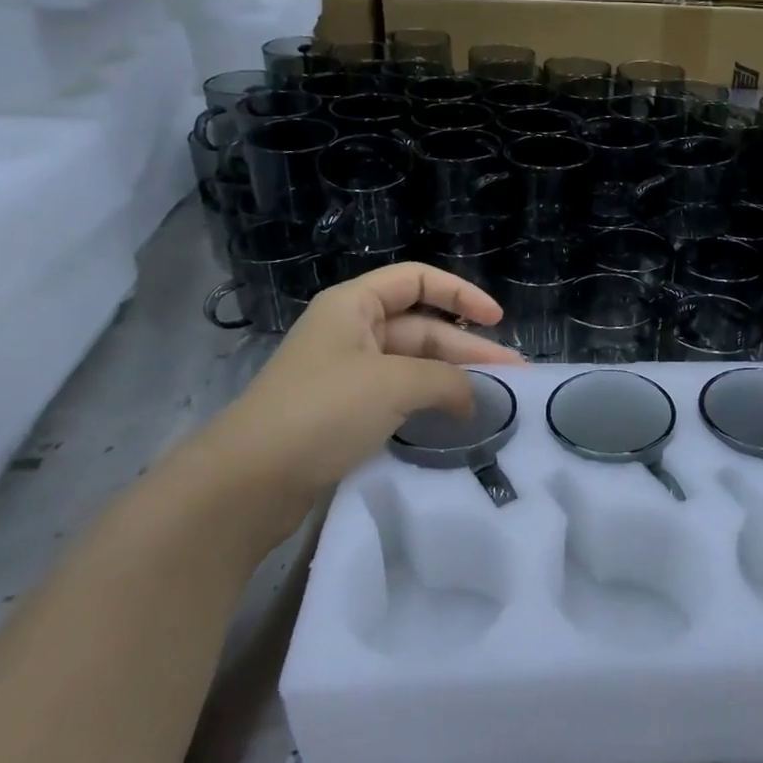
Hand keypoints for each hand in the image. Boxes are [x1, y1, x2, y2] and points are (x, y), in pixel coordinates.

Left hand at [178, 263, 521, 559]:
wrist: (249, 481)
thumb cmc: (322, 411)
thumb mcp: (394, 385)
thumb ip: (446, 381)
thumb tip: (473, 397)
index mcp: (354, 306)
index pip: (417, 280)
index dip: (461, 293)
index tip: (497, 320)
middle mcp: (350, 331)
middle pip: (421, 327)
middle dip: (467, 348)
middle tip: (513, 376)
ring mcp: (345, 374)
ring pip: (411, 364)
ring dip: (451, 378)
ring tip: (493, 400)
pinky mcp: (342, 412)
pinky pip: (396, 395)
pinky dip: (427, 402)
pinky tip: (453, 420)